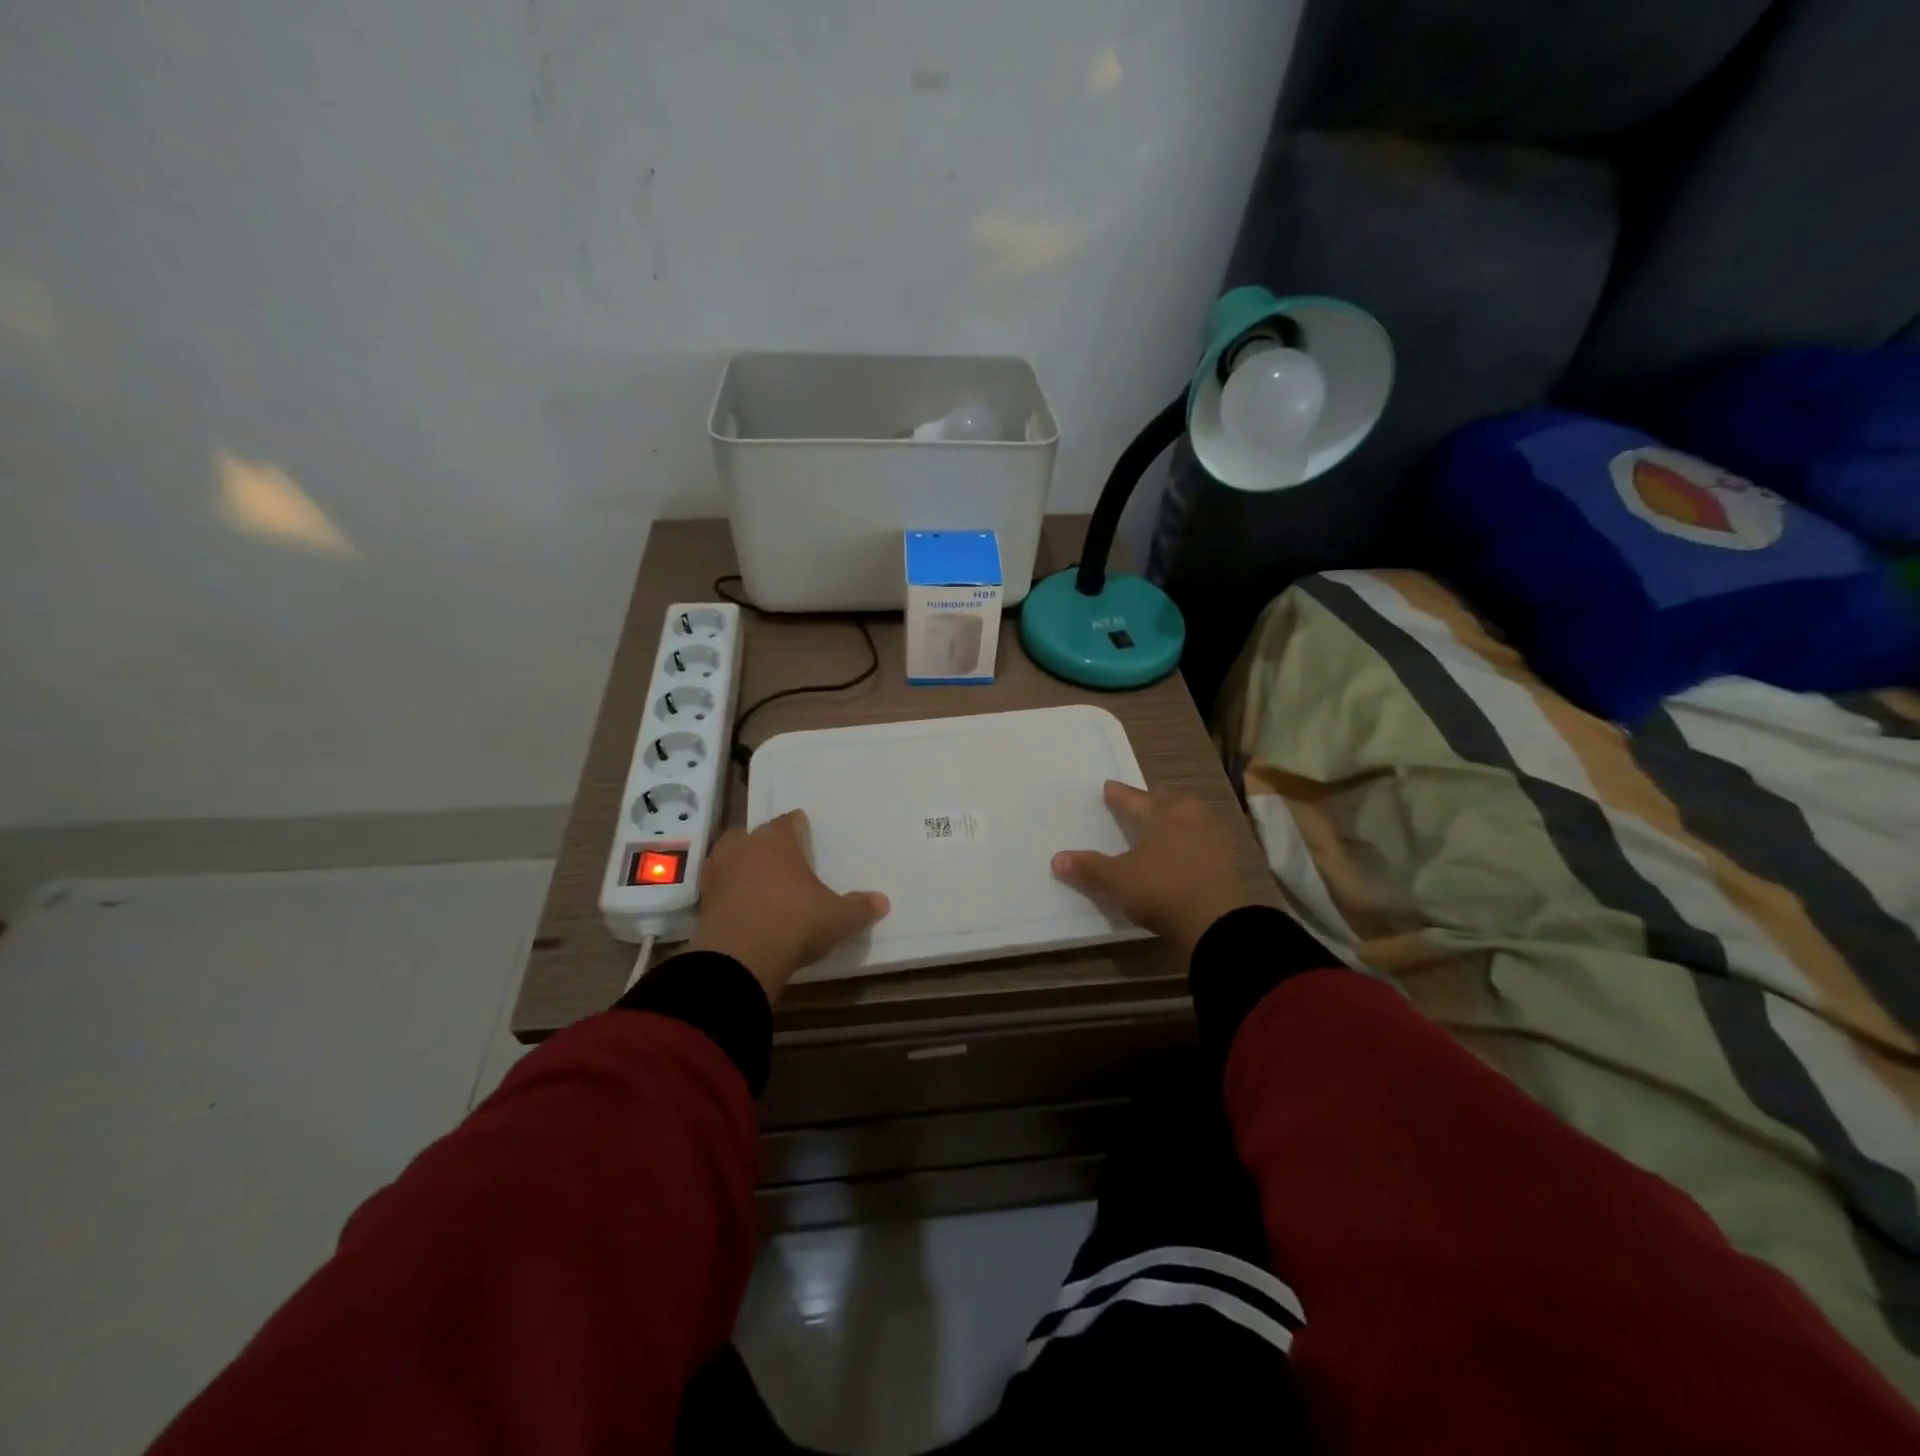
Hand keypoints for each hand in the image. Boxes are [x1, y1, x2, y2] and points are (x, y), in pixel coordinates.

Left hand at [688, 810, 888, 1001]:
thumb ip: (859, 908)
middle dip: (764, 844)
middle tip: (780, 860)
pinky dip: (728, 894)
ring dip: (740, 866)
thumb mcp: (837, 918)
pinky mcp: (702, 902)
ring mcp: (718, 873)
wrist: (739, 959)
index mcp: (777, 841)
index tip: (804, 831)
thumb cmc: (795, 922)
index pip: (788, 822)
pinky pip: (718, 888)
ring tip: (757, 882)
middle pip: (752, 835)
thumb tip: (883, 902)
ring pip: (728, 858)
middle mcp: (744, 848)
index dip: (798, 826)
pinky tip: (741, 908)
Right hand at [1052, 781, 1256, 958]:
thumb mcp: (1117, 881)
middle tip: (1141, 802)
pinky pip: (1204, 838)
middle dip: (1153, 801)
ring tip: (1166, 823)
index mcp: (1161, 814)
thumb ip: (1089, 868)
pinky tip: (1187, 848)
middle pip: (1168, 801)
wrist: (1215, 922)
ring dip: (1177, 817)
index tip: (1108, 786)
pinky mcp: (1228, 858)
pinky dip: (1192, 839)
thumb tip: (1056, 859)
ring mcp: (1213, 836)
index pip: (1134, 799)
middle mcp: (1189, 816)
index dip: (1119, 795)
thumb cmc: (1160, 890)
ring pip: (1191, 816)